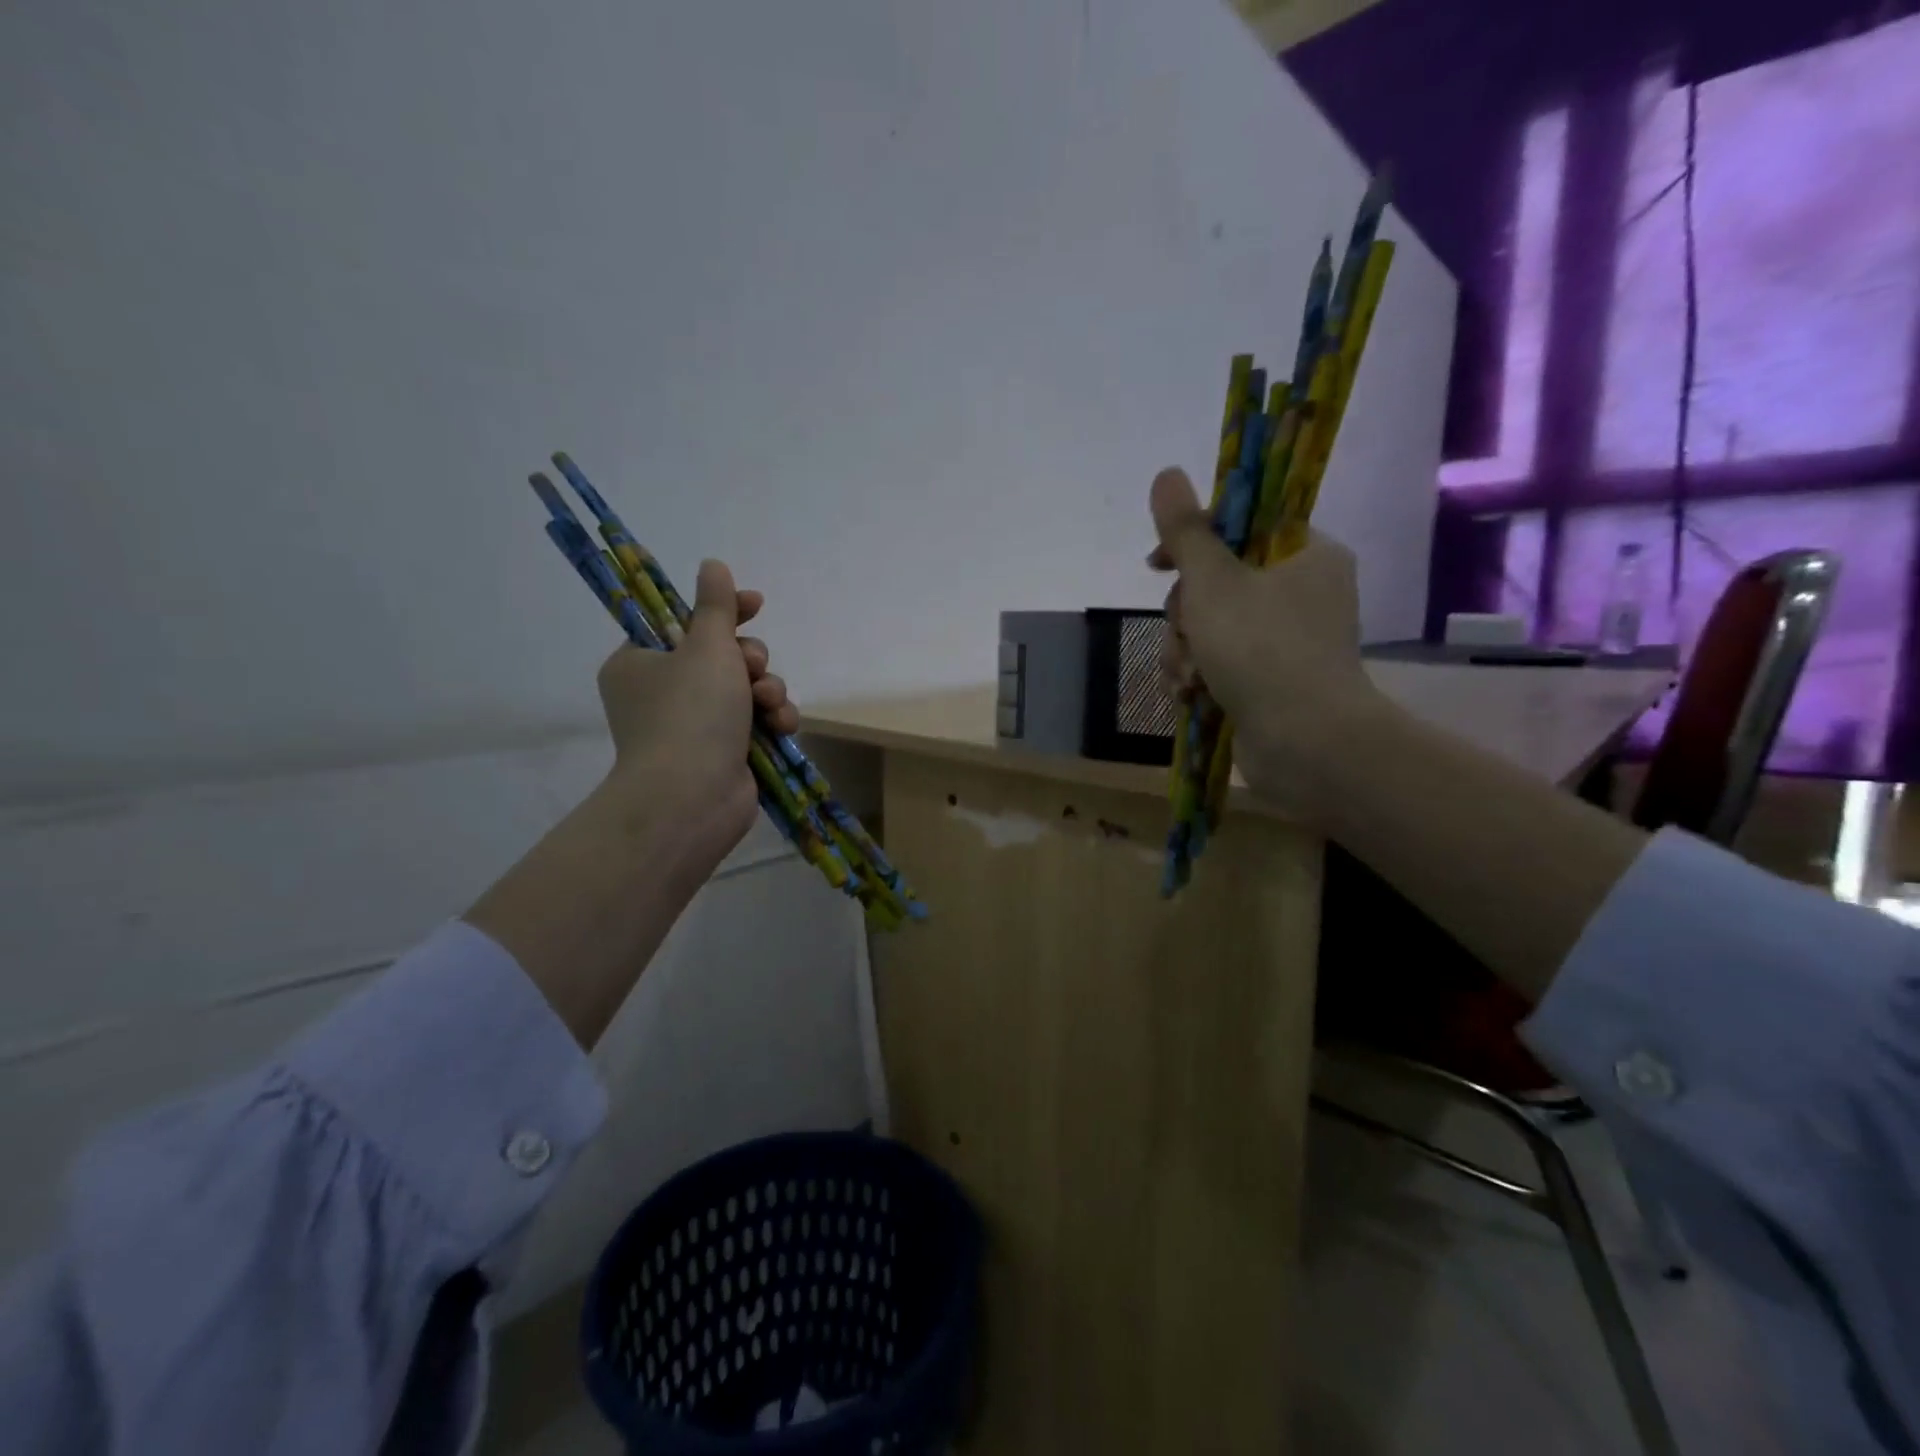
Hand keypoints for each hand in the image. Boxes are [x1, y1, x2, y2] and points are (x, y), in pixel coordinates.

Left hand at [465, 557, 799, 1047]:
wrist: (692, 798)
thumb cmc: (690, 713)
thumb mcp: (706, 646)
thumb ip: (716, 606)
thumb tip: (712, 564)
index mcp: (641, 662)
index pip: (682, 621)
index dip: (722, 610)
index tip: (754, 603)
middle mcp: (663, 693)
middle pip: (721, 655)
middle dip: (748, 659)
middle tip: (750, 668)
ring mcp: (693, 727)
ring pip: (745, 689)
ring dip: (766, 689)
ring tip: (768, 703)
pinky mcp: (723, 752)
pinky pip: (754, 721)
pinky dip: (771, 719)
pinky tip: (782, 725)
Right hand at [1147, 467, 1381, 819]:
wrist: (1305, 744)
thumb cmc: (1262, 649)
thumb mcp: (1214, 582)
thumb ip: (1186, 531)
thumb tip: (1167, 474)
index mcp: (1306, 554)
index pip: (1241, 526)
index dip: (1193, 542)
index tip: (1158, 564)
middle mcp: (1302, 592)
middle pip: (1217, 582)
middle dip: (1185, 614)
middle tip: (1185, 634)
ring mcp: (1288, 640)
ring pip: (1211, 626)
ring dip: (1185, 649)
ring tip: (1187, 676)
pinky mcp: (1272, 679)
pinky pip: (1221, 661)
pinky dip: (1200, 675)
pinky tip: (1190, 694)